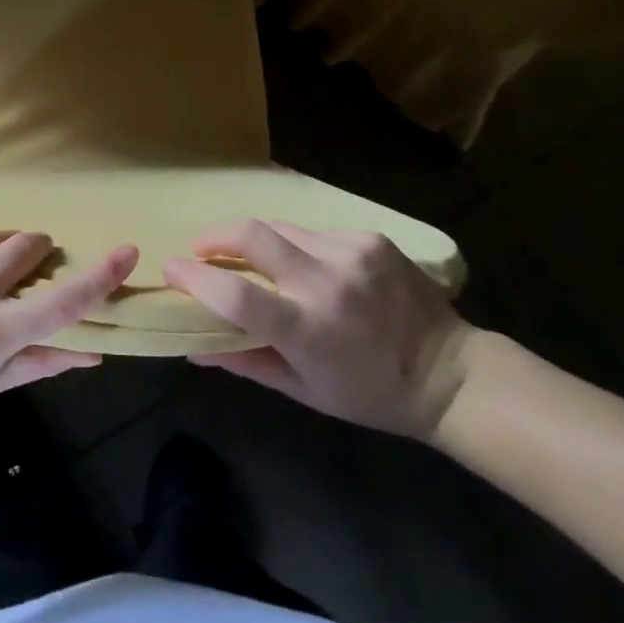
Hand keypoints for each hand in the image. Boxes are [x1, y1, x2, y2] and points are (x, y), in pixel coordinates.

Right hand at [165, 220, 474, 439]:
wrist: (451, 374)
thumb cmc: (370, 394)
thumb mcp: (304, 390)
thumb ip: (245, 361)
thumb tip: (193, 345)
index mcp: (308, 330)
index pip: (235, 295)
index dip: (195, 278)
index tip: (171, 269)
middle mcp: (326, 283)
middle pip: (251, 235)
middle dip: (214, 236)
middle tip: (201, 248)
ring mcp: (350, 253)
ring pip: (281, 228)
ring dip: (258, 242)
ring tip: (256, 259)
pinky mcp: (369, 238)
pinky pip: (315, 232)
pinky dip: (300, 246)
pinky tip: (312, 267)